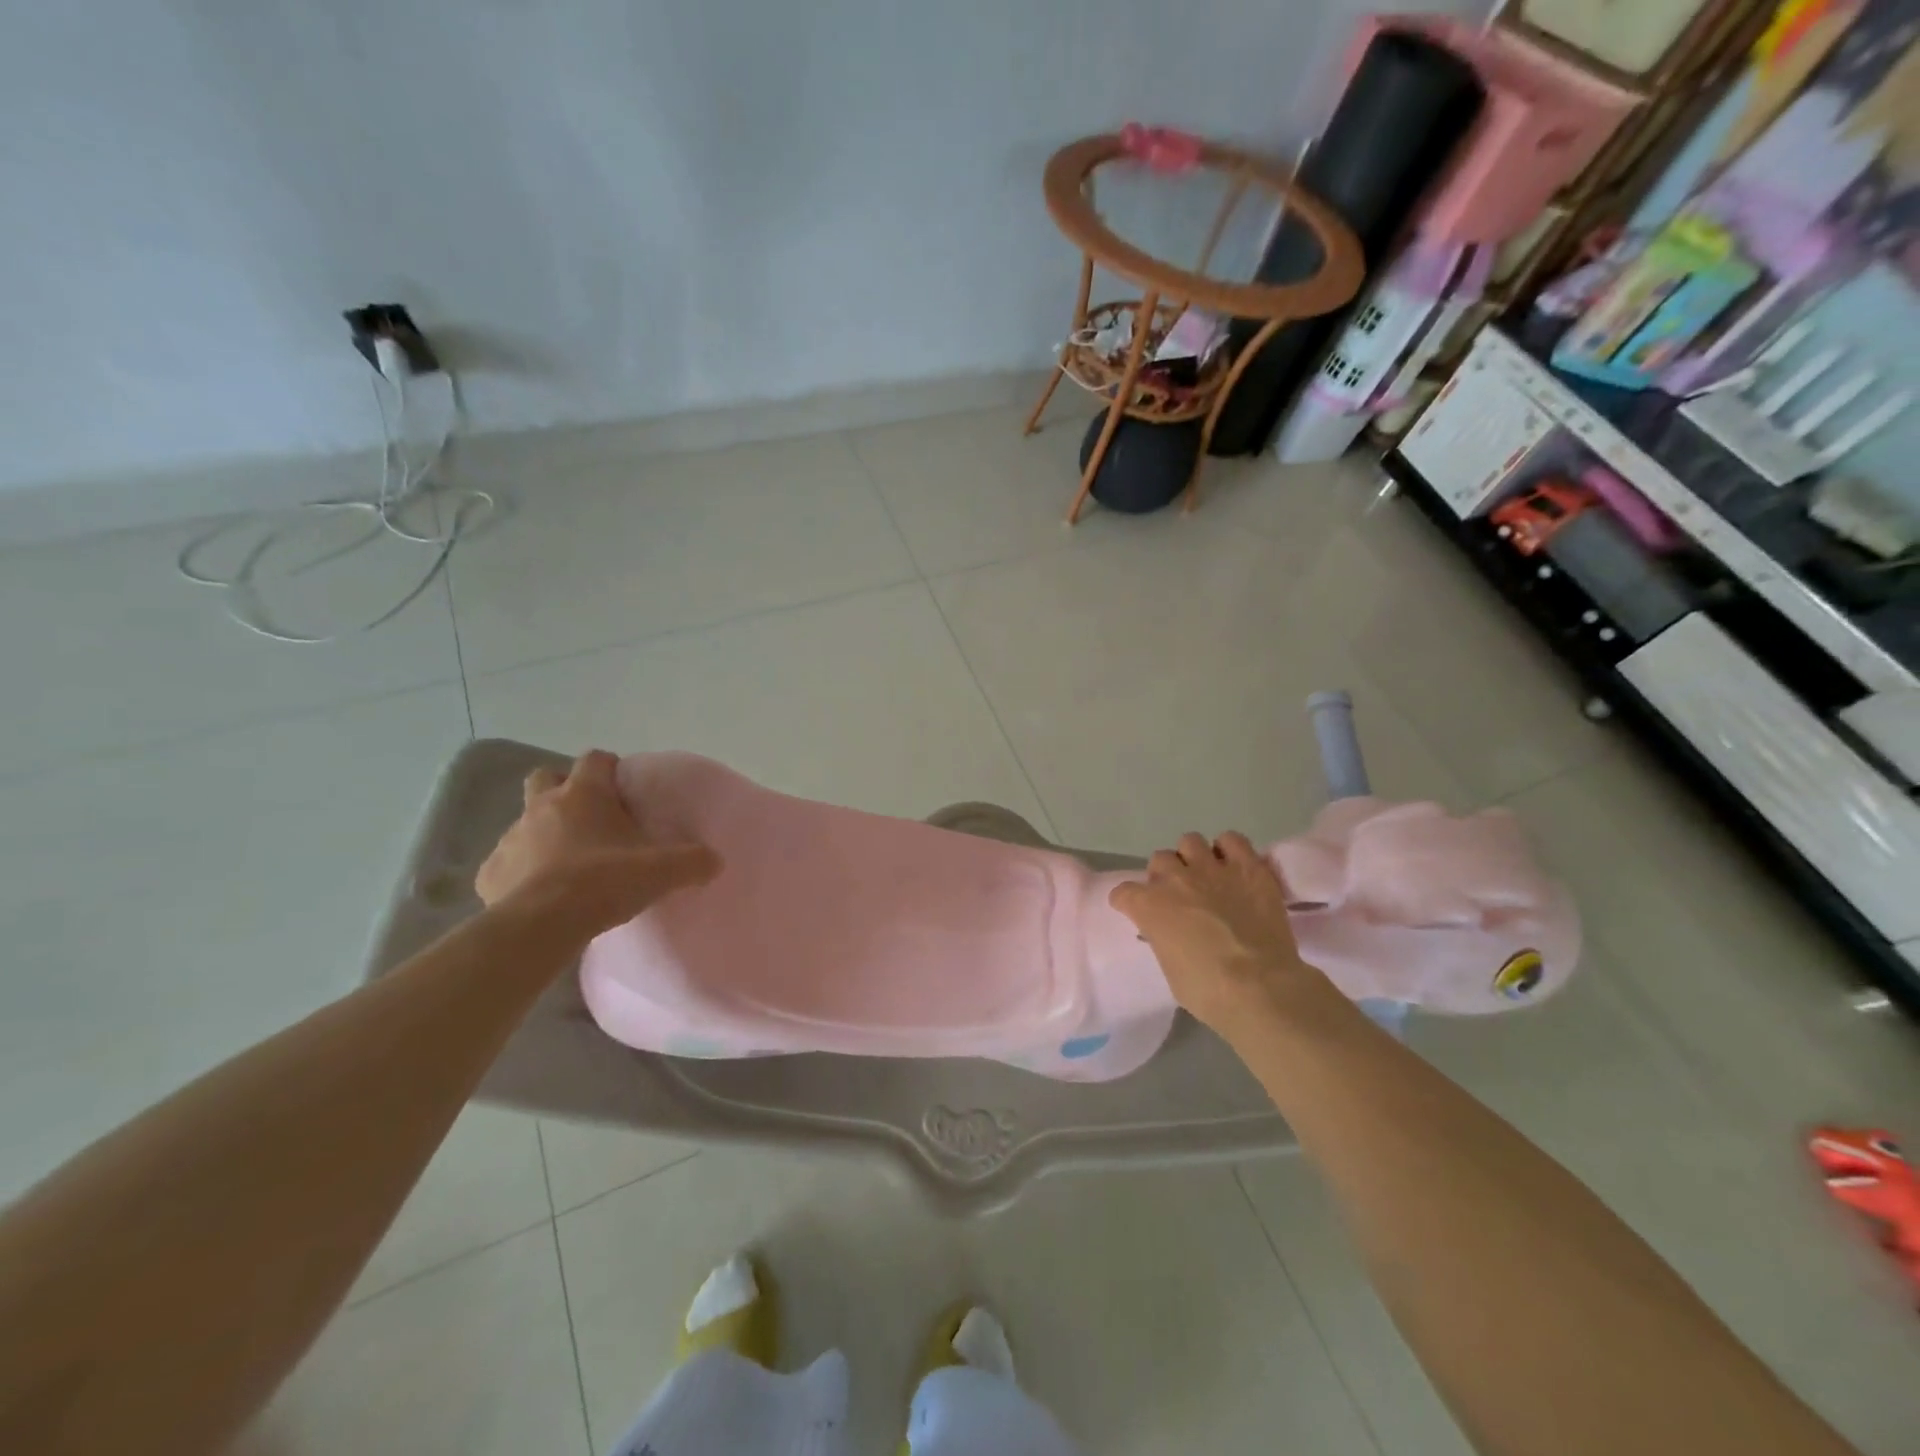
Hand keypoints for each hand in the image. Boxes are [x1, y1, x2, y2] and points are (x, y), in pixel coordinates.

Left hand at [476, 750, 720, 938]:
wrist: (542, 925)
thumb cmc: (604, 882)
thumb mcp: (663, 871)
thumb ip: (693, 861)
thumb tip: (715, 861)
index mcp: (584, 794)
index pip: (595, 759)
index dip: (609, 768)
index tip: (624, 788)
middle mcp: (543, 806)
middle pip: (546, 777)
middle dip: (563, 788)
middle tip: (588, 816)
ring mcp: (511, 838)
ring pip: (525, 821)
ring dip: (543, 833)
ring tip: (567, 862)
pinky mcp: (490, 874)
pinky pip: (506, 864)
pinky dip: (521, 872)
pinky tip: (538, 893)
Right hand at [1109, 831, 1315, 1037]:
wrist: (1259, 987)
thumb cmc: (1208, 991)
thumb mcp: (1170, 969)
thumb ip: (1165, 940)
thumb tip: (1172, 935)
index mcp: (1149, 906)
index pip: (1124, 893)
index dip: (1128, 902)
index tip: (1135, 911)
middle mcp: (1176, 879)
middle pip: (1159, 859)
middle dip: (1165, 875)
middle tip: (1179, 895)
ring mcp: (1212, 869)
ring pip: (1190, 841)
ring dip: (1194, 857)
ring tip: (1206, 875)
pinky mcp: (1248, 868)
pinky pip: (1233, 840)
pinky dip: (1230, 849)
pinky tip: (1234, 867)